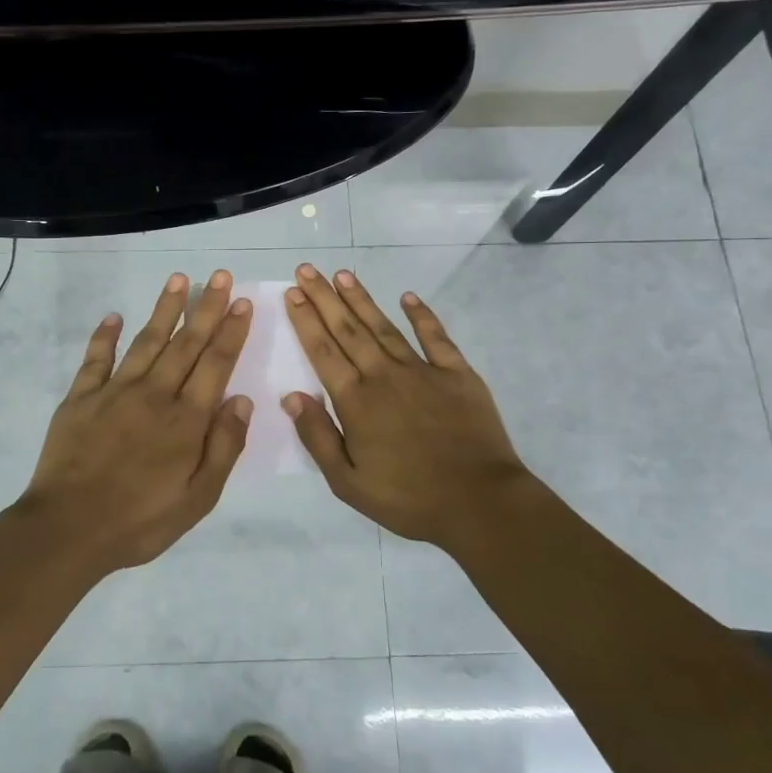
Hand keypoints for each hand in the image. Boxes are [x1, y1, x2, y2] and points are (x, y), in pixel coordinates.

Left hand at [17, 270, 253, 571]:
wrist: (69, 528)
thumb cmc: (141, 520)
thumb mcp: (198, 498)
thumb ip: (223, 447)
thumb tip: (241, 400)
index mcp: (186, 420)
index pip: (215, 364)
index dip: (230, 332)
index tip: (241, 302)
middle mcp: (154, 394)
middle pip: (185, 343)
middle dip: (205, 308)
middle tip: (219, 275)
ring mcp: (114, 391)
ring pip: (146, 341)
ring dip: (164, 309)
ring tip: (178, 279)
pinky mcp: (81, 397)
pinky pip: (96, 359)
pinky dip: (105, 335)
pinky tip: (114, 316)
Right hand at [281, 262, 541, 550]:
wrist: (479, 502)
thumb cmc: (408, 498)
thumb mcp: (348, 482)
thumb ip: (318, 437)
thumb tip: (291, 397)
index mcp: (356, 402)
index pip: (323, 351)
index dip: (305, 320)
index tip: (292, 293)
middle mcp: (384, 376)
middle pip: (348, 330)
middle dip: (325, 298)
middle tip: (307, 270)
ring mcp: (423, 371)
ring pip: (384, 327)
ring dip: (361, 299)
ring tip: (343, 274)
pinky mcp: (457, 374)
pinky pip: (436, 337)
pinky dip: (422, 315)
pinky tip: (408, 297)